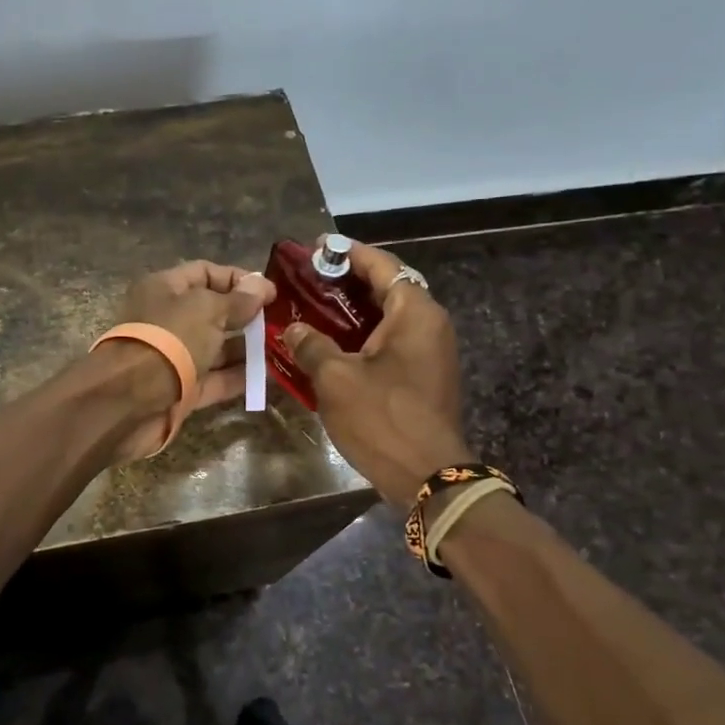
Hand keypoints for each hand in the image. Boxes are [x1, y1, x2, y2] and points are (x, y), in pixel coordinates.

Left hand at [101, 260, 274, 460]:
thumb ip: (237, 300)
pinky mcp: (180, 390)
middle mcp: (167, 320)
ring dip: (246, 348)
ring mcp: (173, 357)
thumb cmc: (168, 340)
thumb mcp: (207, 310)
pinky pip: (214, 379)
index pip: (205, 273)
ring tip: (282, 349)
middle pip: (212, 312)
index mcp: (164, 289)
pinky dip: (238, 377)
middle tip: (282, 323)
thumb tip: (262, 285)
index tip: (272, 293)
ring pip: (215, 348)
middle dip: (246, 316)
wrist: (128, 401)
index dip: (238, 279)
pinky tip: (268, 376)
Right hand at [281, 239, 468, 506]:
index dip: (348, 253)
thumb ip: (311, 345)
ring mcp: (431, 352)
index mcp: (415, 313)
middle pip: (388, 287)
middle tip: (309, 279)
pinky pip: (391, 341)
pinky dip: (363, 335)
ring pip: (388, 317)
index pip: (382, 265)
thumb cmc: (382, 419)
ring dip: (353, 310)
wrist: (428, 477)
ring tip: (314, 307)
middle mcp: (430, 324)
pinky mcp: (425, 375)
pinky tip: (331, 344)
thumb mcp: (335, 379)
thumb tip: (293, 328)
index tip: (317, 247)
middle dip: (348, 281)